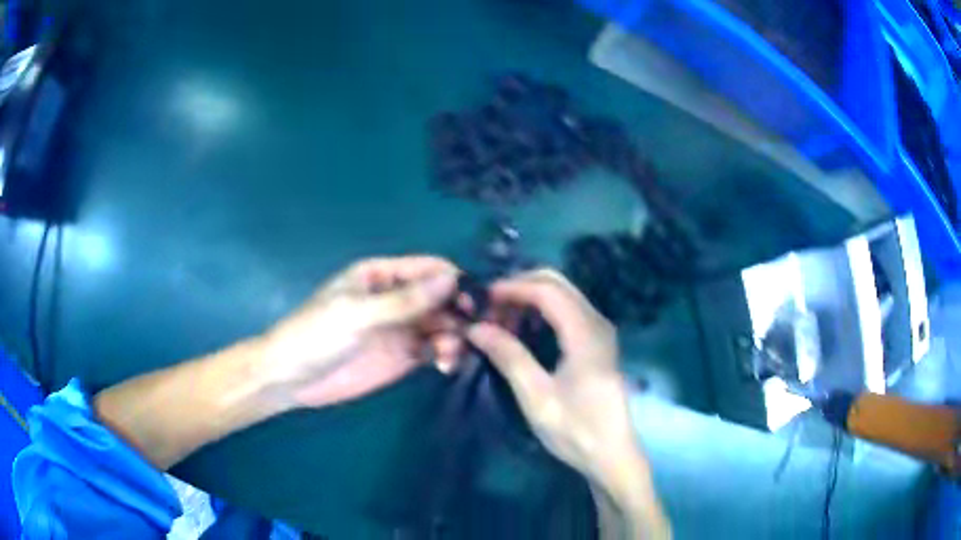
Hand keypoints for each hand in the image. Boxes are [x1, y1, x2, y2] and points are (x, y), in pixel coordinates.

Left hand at [262, 256, 460, 407]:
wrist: (291, 378)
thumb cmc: (316, 336)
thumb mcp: (357, 315)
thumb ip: (404, 301)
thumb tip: (451, 279)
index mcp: (382, 275)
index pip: (428, 269)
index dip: (455, 281)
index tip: (477, 302)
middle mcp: (396, 298)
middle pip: (441, 297)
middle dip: (461, 312)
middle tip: (476, 333)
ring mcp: (401, 328)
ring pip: (442, 324)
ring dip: (455, 336)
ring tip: (448, 355)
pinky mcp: (403, 356)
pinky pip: (434, 349)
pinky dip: (446, 354)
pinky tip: (444, 365)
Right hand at [465, 269, 640, 489]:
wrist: (611, 455)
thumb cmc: (576, 430)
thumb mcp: (537, 397)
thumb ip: (509, 356)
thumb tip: (476, 328)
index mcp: (586, 333)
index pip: (547, 290)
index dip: (513, 287)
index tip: (482, 300)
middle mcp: (597, 322)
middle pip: (557, 284)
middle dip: (520, 287)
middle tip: (489, 309)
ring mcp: (600, 331)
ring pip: (562, 295)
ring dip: (530, 299)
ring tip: (500, 321)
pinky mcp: (597, 343)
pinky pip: (567, 312)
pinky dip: (541, 312)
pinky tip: (522, 331)